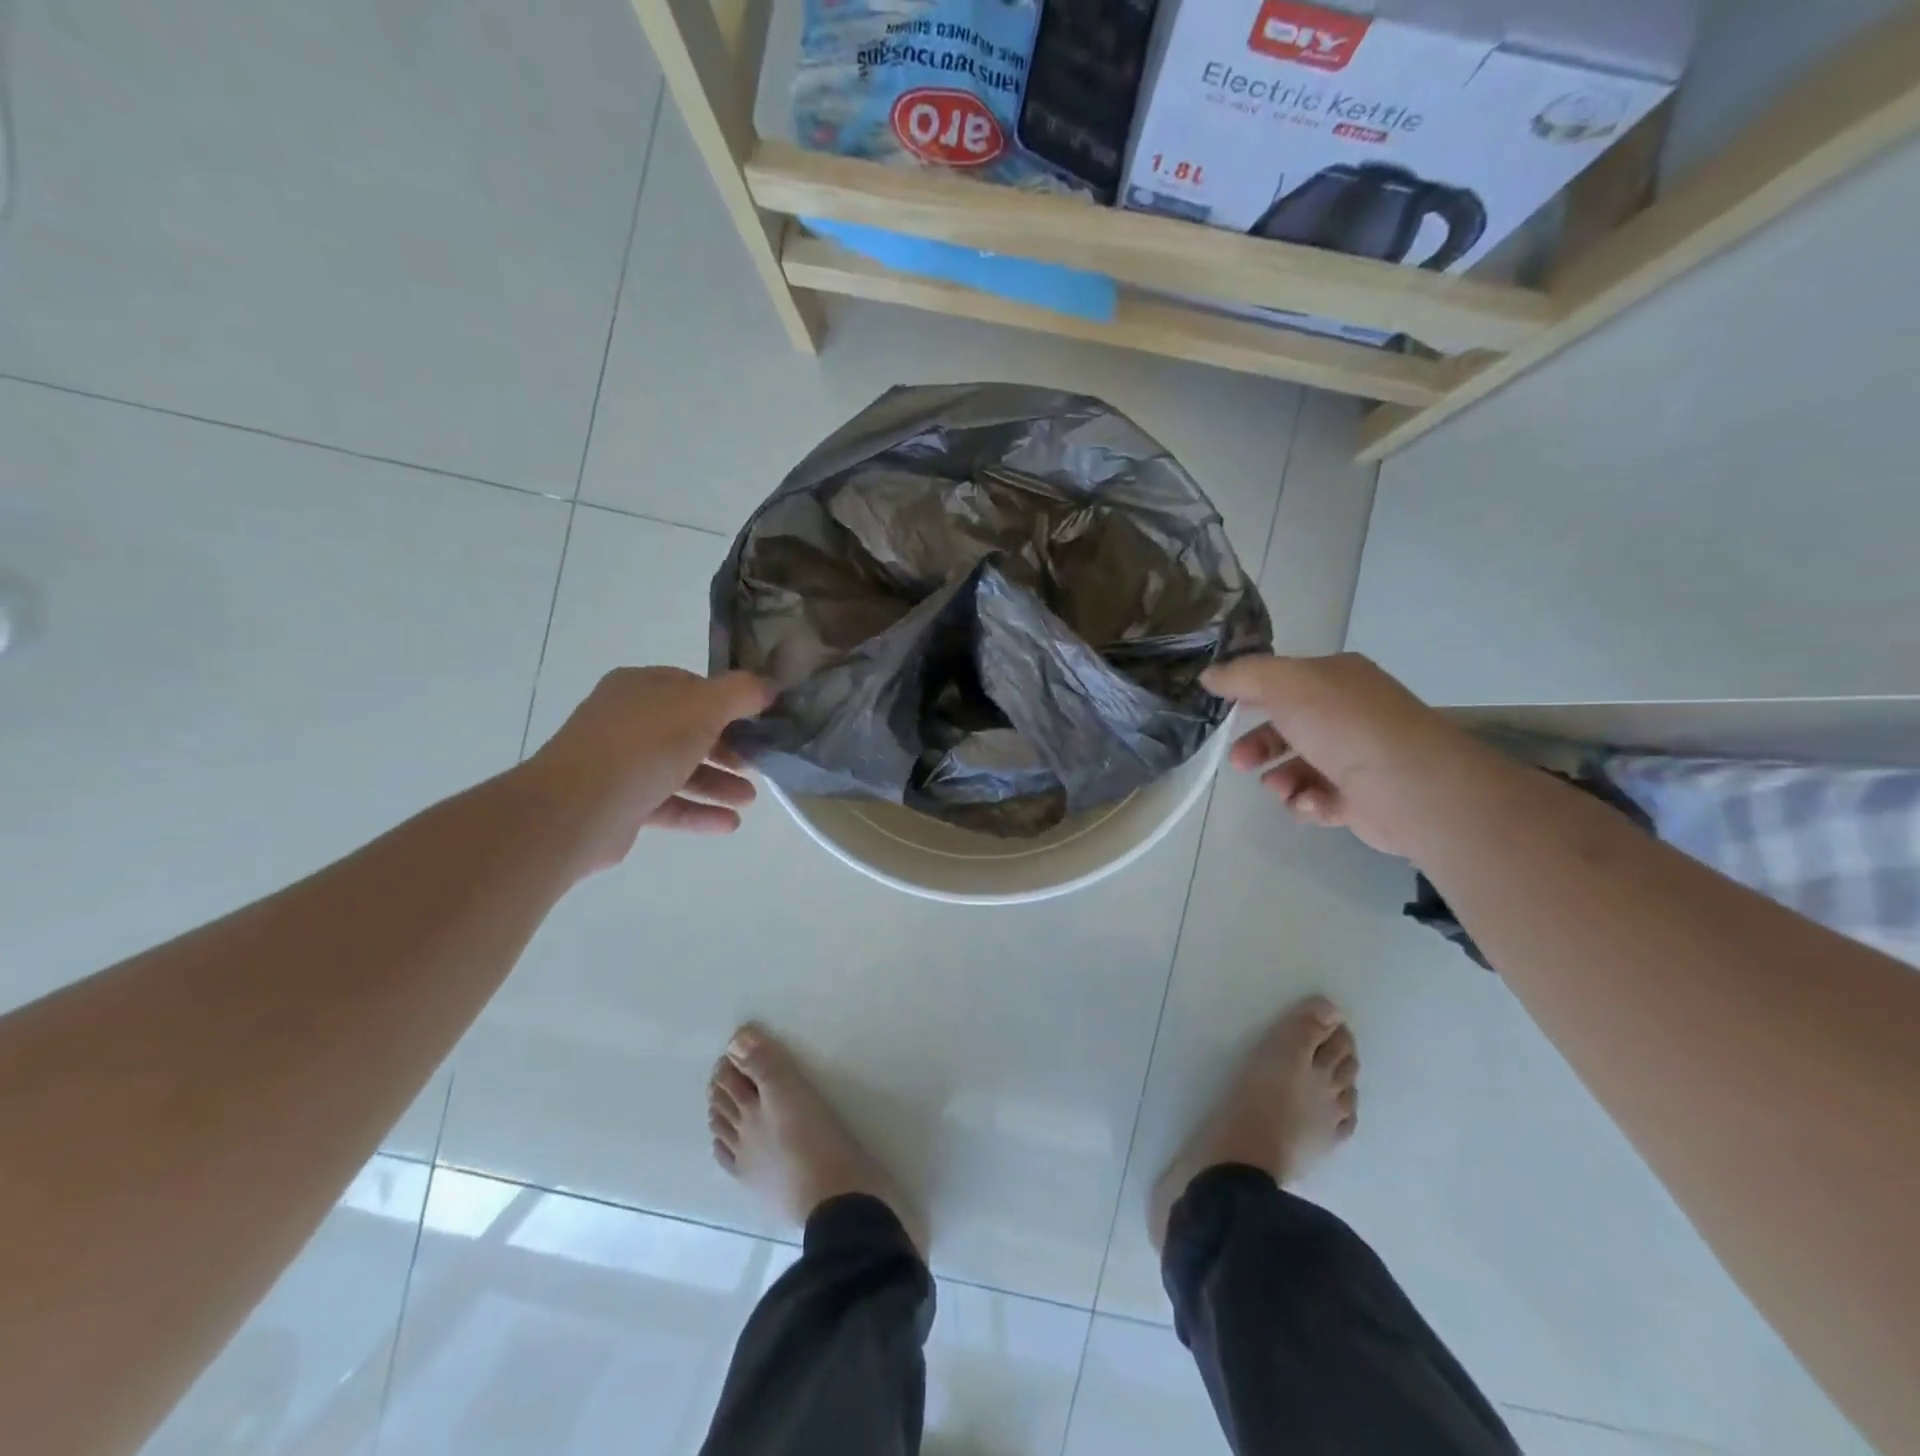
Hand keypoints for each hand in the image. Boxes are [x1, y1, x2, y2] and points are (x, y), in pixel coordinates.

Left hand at [522, 667, 773, 875]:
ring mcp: (620, 763)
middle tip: (757, 763)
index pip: (692, 686)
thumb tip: (769, 685)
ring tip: (749, 801)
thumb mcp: (701, 708)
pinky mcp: (620, 803)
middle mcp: (627, 719)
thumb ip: (740, 693)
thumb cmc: (642, 746)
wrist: (574, 810)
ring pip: (679, 769)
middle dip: (728, 748)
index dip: (728, 701)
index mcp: (640, 687)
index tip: (758, 719)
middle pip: (688, 730)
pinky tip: (729, 824)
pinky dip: (698, 811)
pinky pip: (668, 803)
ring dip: (718, 783)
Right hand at [1201, 653, 1491, 858]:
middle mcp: (1349, 715)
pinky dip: (1307, 803)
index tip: (1223, 714)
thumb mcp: (1285, 685)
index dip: (1251, 696)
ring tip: (1280, 789)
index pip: (1285, 682)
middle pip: (1287, 728)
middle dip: (1258, 745)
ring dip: (1279, 779)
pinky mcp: (1361, 800)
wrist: (1410, 787)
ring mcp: (1357, 758)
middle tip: (1240, 763)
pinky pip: (1318, 800)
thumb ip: (1243, 677)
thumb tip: (1209, 676)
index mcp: (1338, 680)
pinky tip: (1309, 804)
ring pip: (1298, 768)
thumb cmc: (1345, 726)